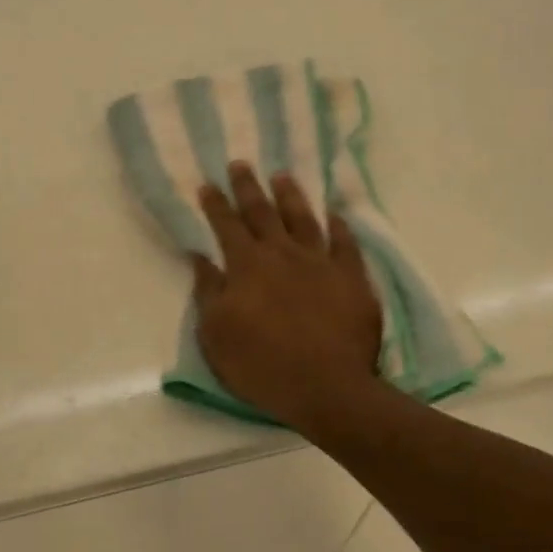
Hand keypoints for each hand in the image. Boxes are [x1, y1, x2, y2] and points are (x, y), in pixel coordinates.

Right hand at [193, 162, 382, 429]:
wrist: (327, 387)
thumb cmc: (262, 365)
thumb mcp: (216, 334)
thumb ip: (208, 291)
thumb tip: (200, 257)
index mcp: (247, 267)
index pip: (226, 226)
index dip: (216, 205)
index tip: (207, 184)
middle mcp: (283, 255)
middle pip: (262, 213)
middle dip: (248, 187)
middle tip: (240, 163)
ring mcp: (321, 263)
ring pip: (303, 219)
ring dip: (290, 196)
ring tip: (282, 175)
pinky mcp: (352, 278)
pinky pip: (345, 243)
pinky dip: (339, 226)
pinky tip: (335, 215)